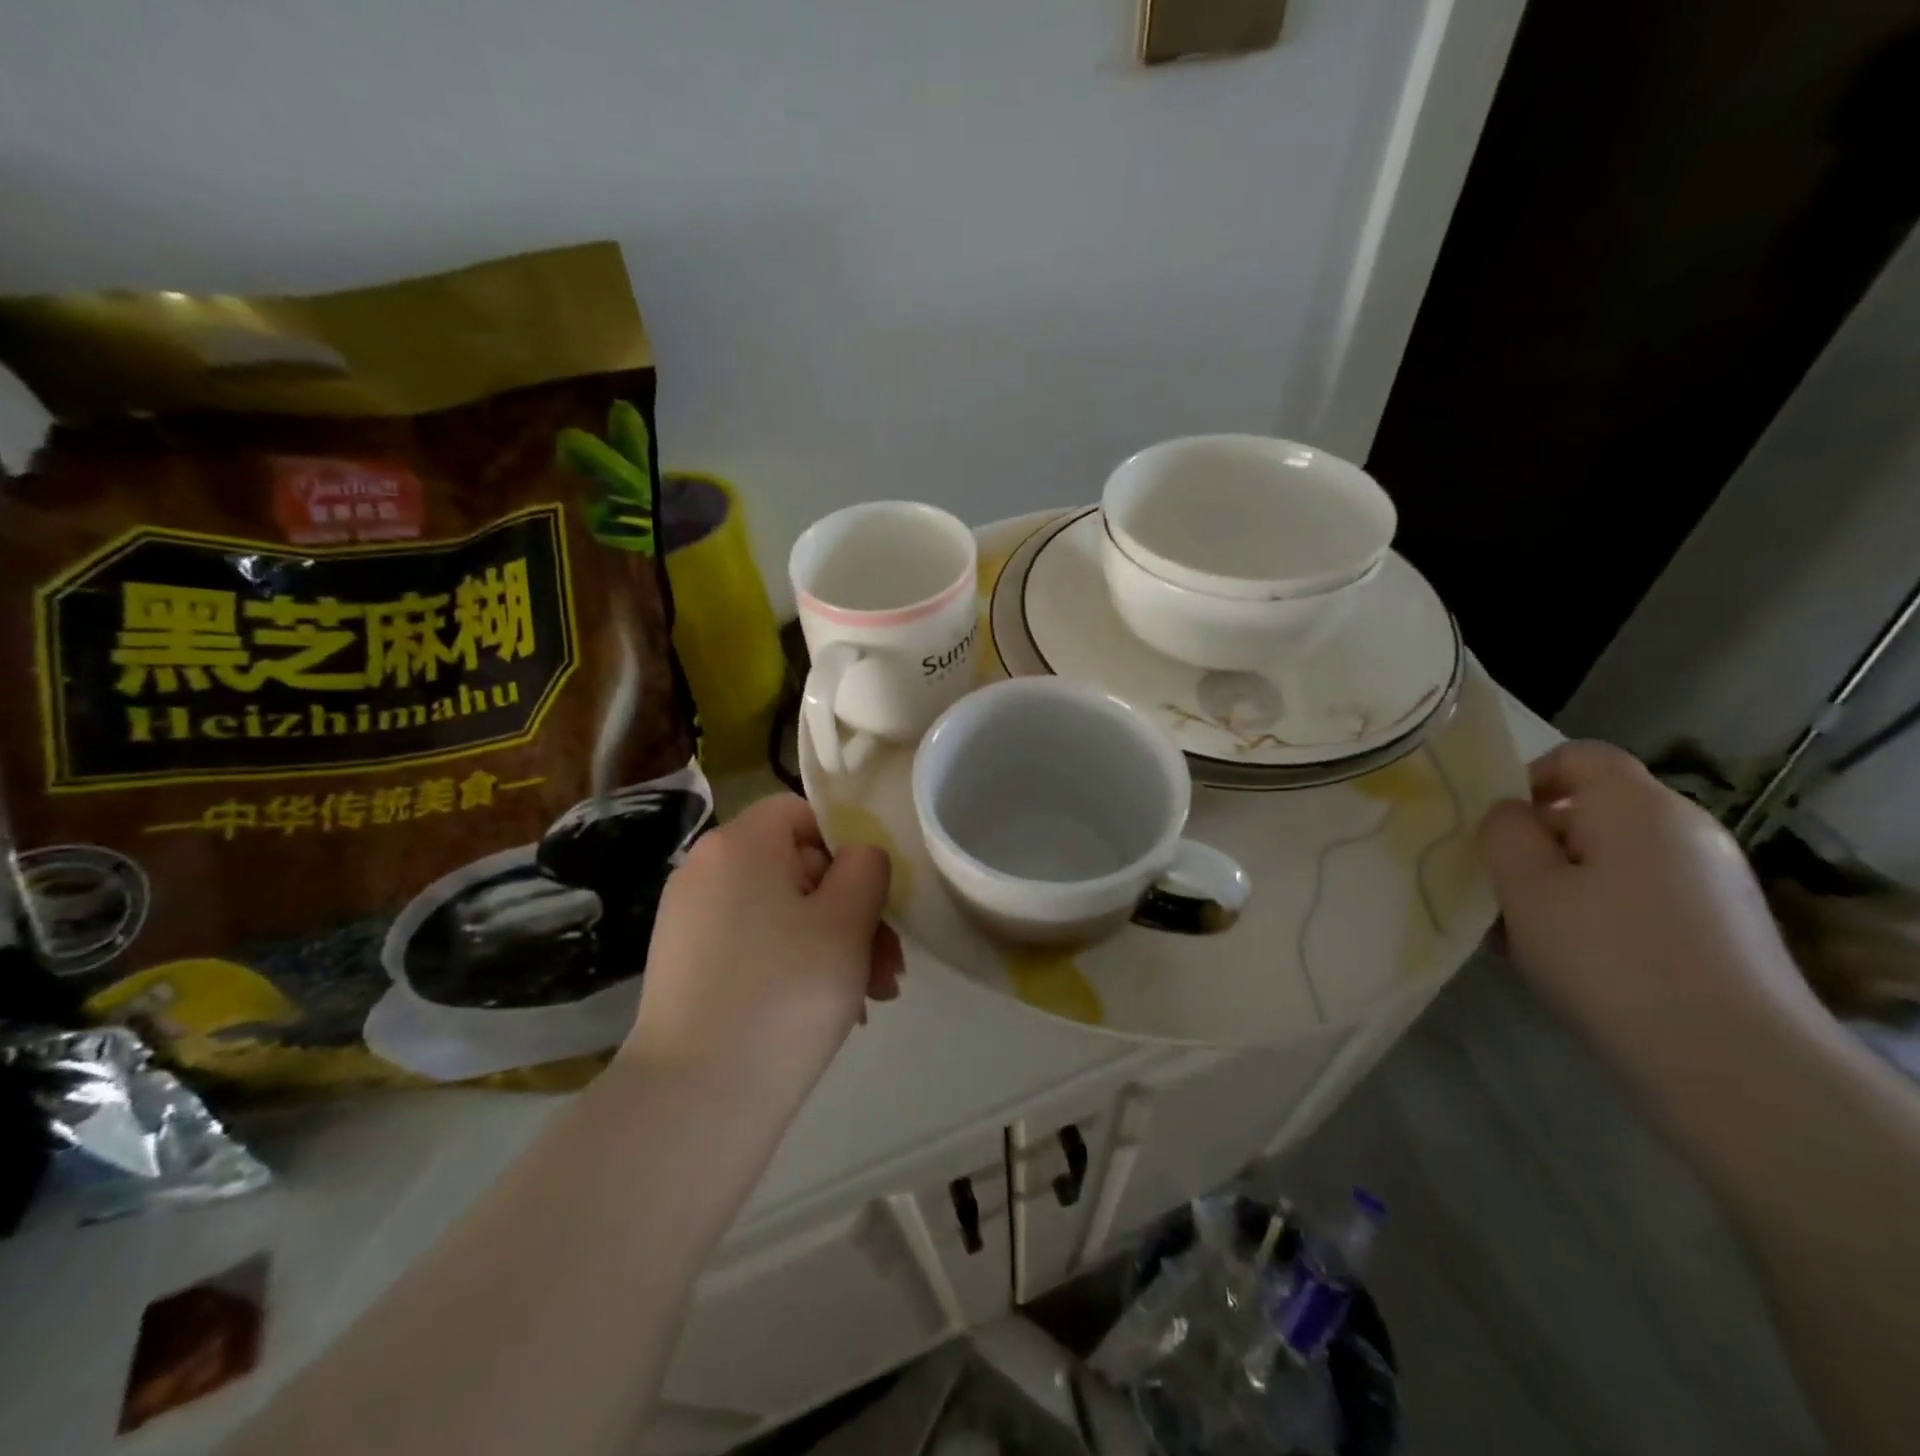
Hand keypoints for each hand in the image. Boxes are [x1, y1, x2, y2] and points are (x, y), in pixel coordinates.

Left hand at [624, 794, 902, 1104]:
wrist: (695, 1099)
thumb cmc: (786, 992)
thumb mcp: (848, 920)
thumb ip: (867, 868)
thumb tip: (857, 858)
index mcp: (740, 843)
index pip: (803, 814)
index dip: (847, 848)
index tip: (873, 902)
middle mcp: (706, 869)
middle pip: (798, 869)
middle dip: (852, 914)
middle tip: (888, 971)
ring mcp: (690, 920)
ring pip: (782, 913)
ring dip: (832, 947)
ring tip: (869, 1002)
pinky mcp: (686, 966)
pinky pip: (754, 946)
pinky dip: (792, 967)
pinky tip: (829, 1014)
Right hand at [1477, 741, 1822, 1096]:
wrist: (1734, 1064)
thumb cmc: (1608, 957)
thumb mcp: (1525, 888)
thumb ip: (1503, 833)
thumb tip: (1511, 814)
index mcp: (1638, 807)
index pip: (1579, 756)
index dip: (1527, 779)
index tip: (1494, 829)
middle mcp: (1685, 831)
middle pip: (1591, 811)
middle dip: (1535, 845)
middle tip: (1497, 893)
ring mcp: (1711, 881)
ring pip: (1609, 860)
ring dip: (1558, 886)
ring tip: (1522, 938)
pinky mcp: (1720, 928)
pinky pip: (1637, 897)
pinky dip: (1595, 913)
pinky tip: (1568, 961)